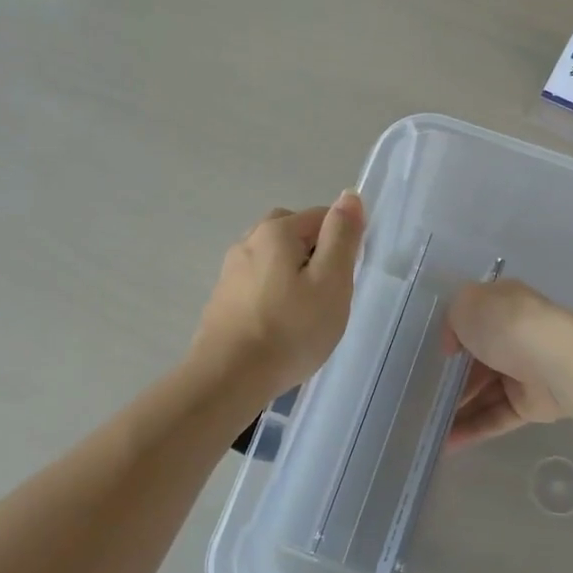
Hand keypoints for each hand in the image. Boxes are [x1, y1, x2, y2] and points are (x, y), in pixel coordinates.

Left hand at [192, 193, 365, 393]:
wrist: (229, 377)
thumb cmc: (290, 329)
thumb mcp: (331, 281)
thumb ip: (342, 237)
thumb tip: (349, 196)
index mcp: (276, 232)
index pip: (321, 216)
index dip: (342, 242)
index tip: (346, 278)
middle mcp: (248, 241)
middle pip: (292, 233)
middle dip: (314, 253)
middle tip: (328, 292)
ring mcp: (230, 271)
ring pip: (272, 259)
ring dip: (292, 274)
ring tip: (305, 311)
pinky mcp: (222, 299)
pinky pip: (257, 283)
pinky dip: (273, 293)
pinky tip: (279, 323)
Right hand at [444, 279, 572, 448]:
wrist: (558, 361)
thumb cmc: (507, 325)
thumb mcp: (466, 304)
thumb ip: (451, 321)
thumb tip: (454, 347)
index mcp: (504, 306)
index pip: (472, 321)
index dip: (451, 338)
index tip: (430, 356)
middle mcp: (515, 337)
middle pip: (476, 362)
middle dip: (450, 380)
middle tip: (423, 397)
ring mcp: (524, 372)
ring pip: (484, 393)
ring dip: (457, 408)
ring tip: (428, 425)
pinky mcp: (531, 405)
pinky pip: (496, 417)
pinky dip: (473, 429)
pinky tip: (448, 443)